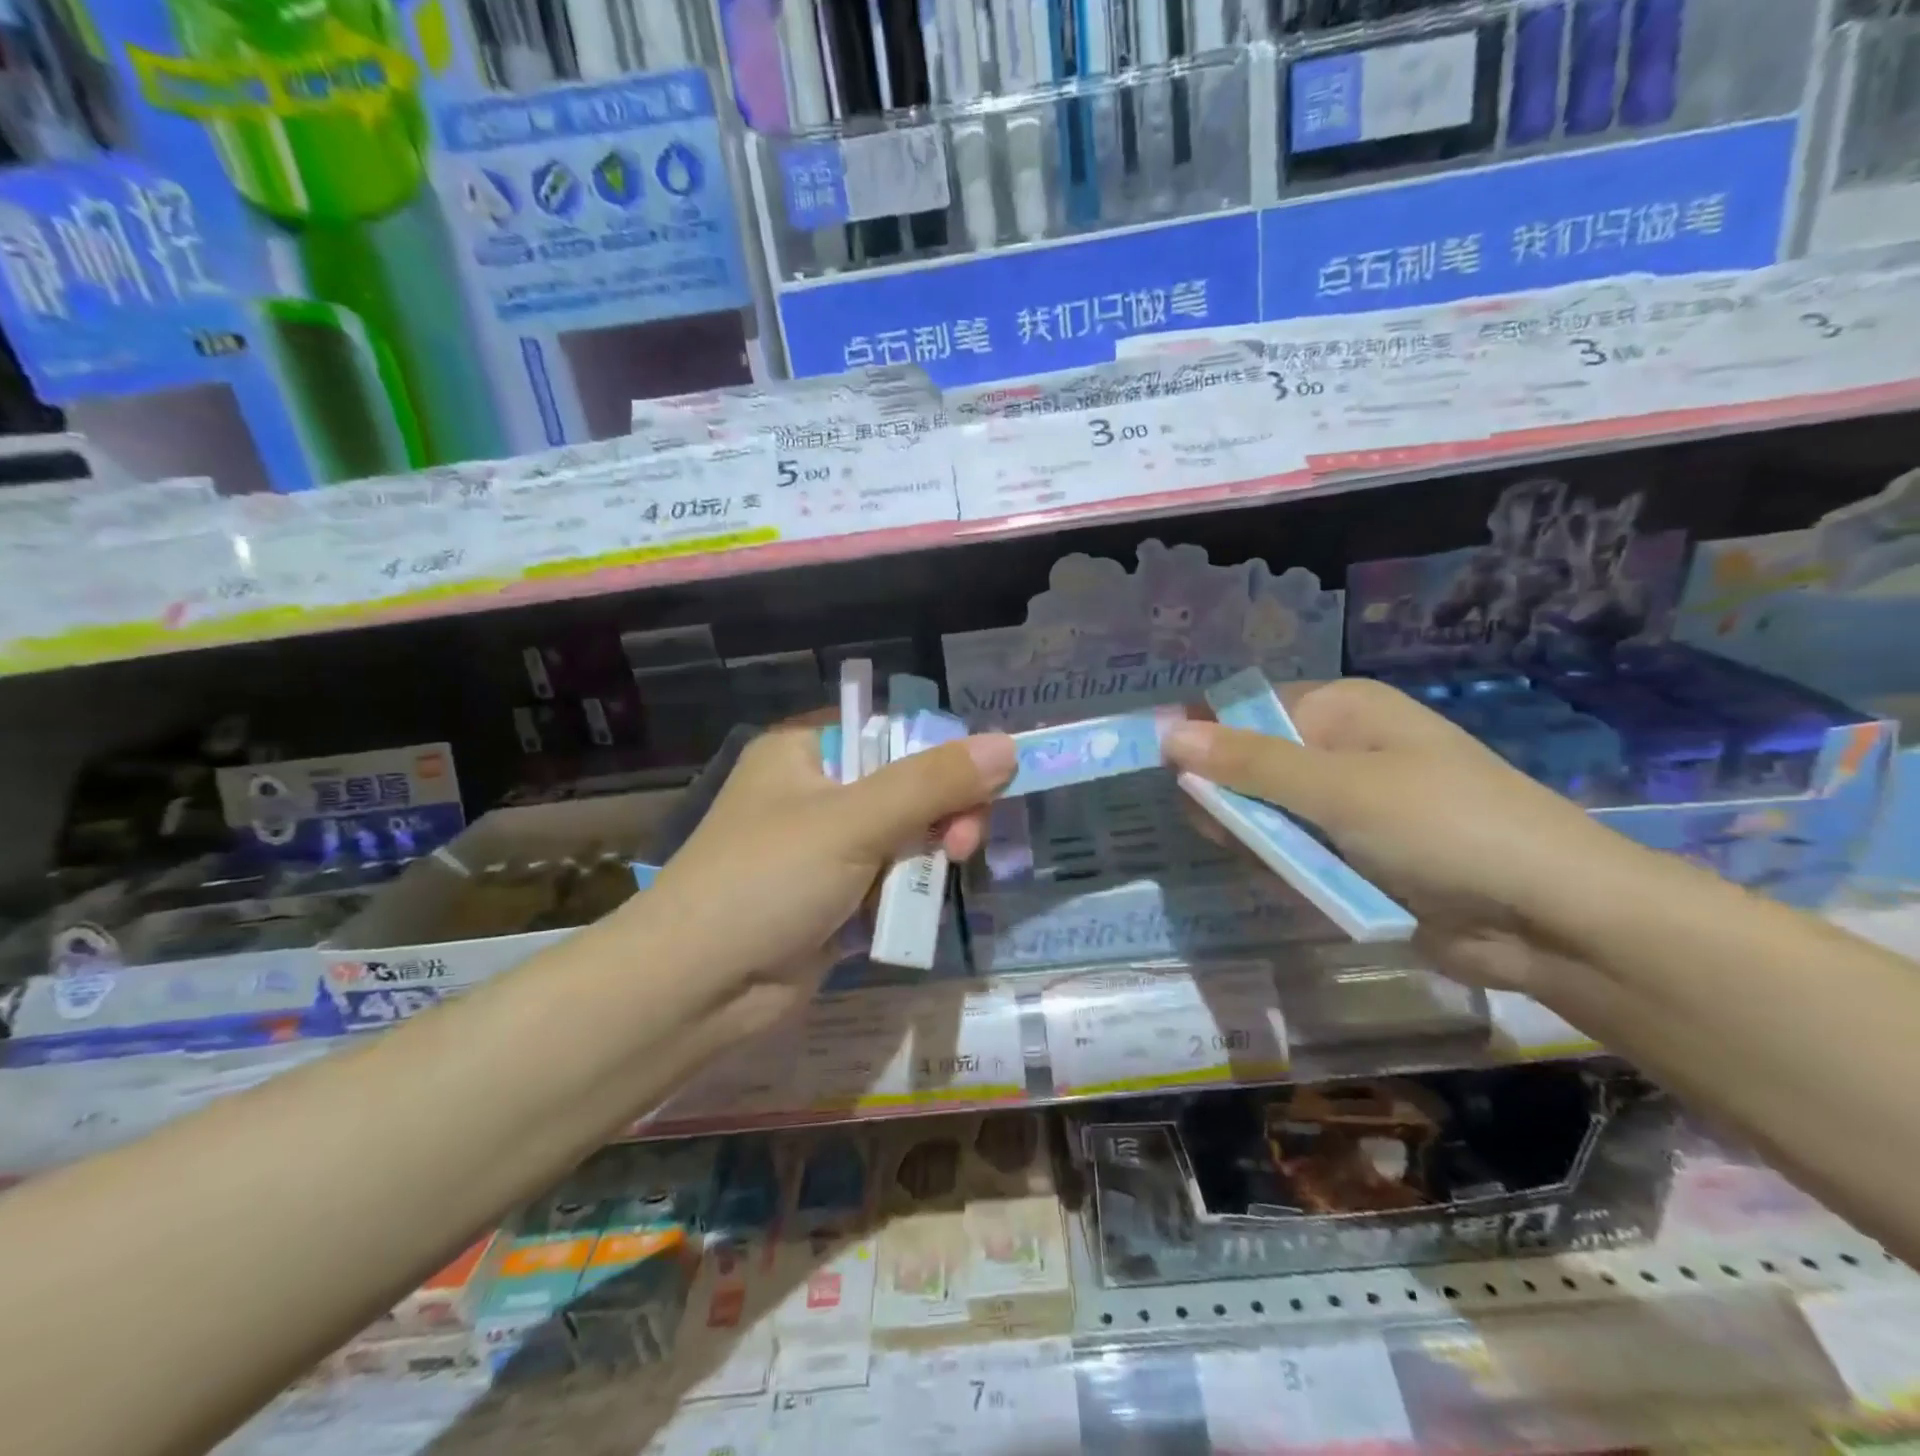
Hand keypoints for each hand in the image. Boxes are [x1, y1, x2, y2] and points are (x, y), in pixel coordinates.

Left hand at [619, 716, 1015, 1027]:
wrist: (696, 989)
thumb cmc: (767, 881)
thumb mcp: (854, 822)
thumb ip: (933, 783)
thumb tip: (1007, 745)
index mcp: (806, 751)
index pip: (893, 731)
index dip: (942, 754)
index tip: (980, 787)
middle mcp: (815, 792)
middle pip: (906, 786)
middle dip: (942, 815)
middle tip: (963, 847)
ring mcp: (823, 849)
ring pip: (904, 838)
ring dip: (927, 859)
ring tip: (936, 883)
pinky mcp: (832, 898)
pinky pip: (890, 881)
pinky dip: (906, 894)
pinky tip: (910, 912)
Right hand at [1162, 678, 1655, 994]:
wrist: (1553, 918)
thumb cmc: (1444, 827)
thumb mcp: (1338, 790)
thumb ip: (1248, 764)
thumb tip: (1167, 734)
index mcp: (1342, 710)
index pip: (1247, 710)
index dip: (1205, 738)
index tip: (1172, 779)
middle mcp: (1342, 748)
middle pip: (1251, 764)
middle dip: (1231, 800)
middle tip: (1226, 835)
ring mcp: (1351, 805)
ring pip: (1269, 814)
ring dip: (1261, 840)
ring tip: (1277, 866)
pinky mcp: (1358, 854)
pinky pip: (1297, 852)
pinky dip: (1288, 868)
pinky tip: (1298, 886)